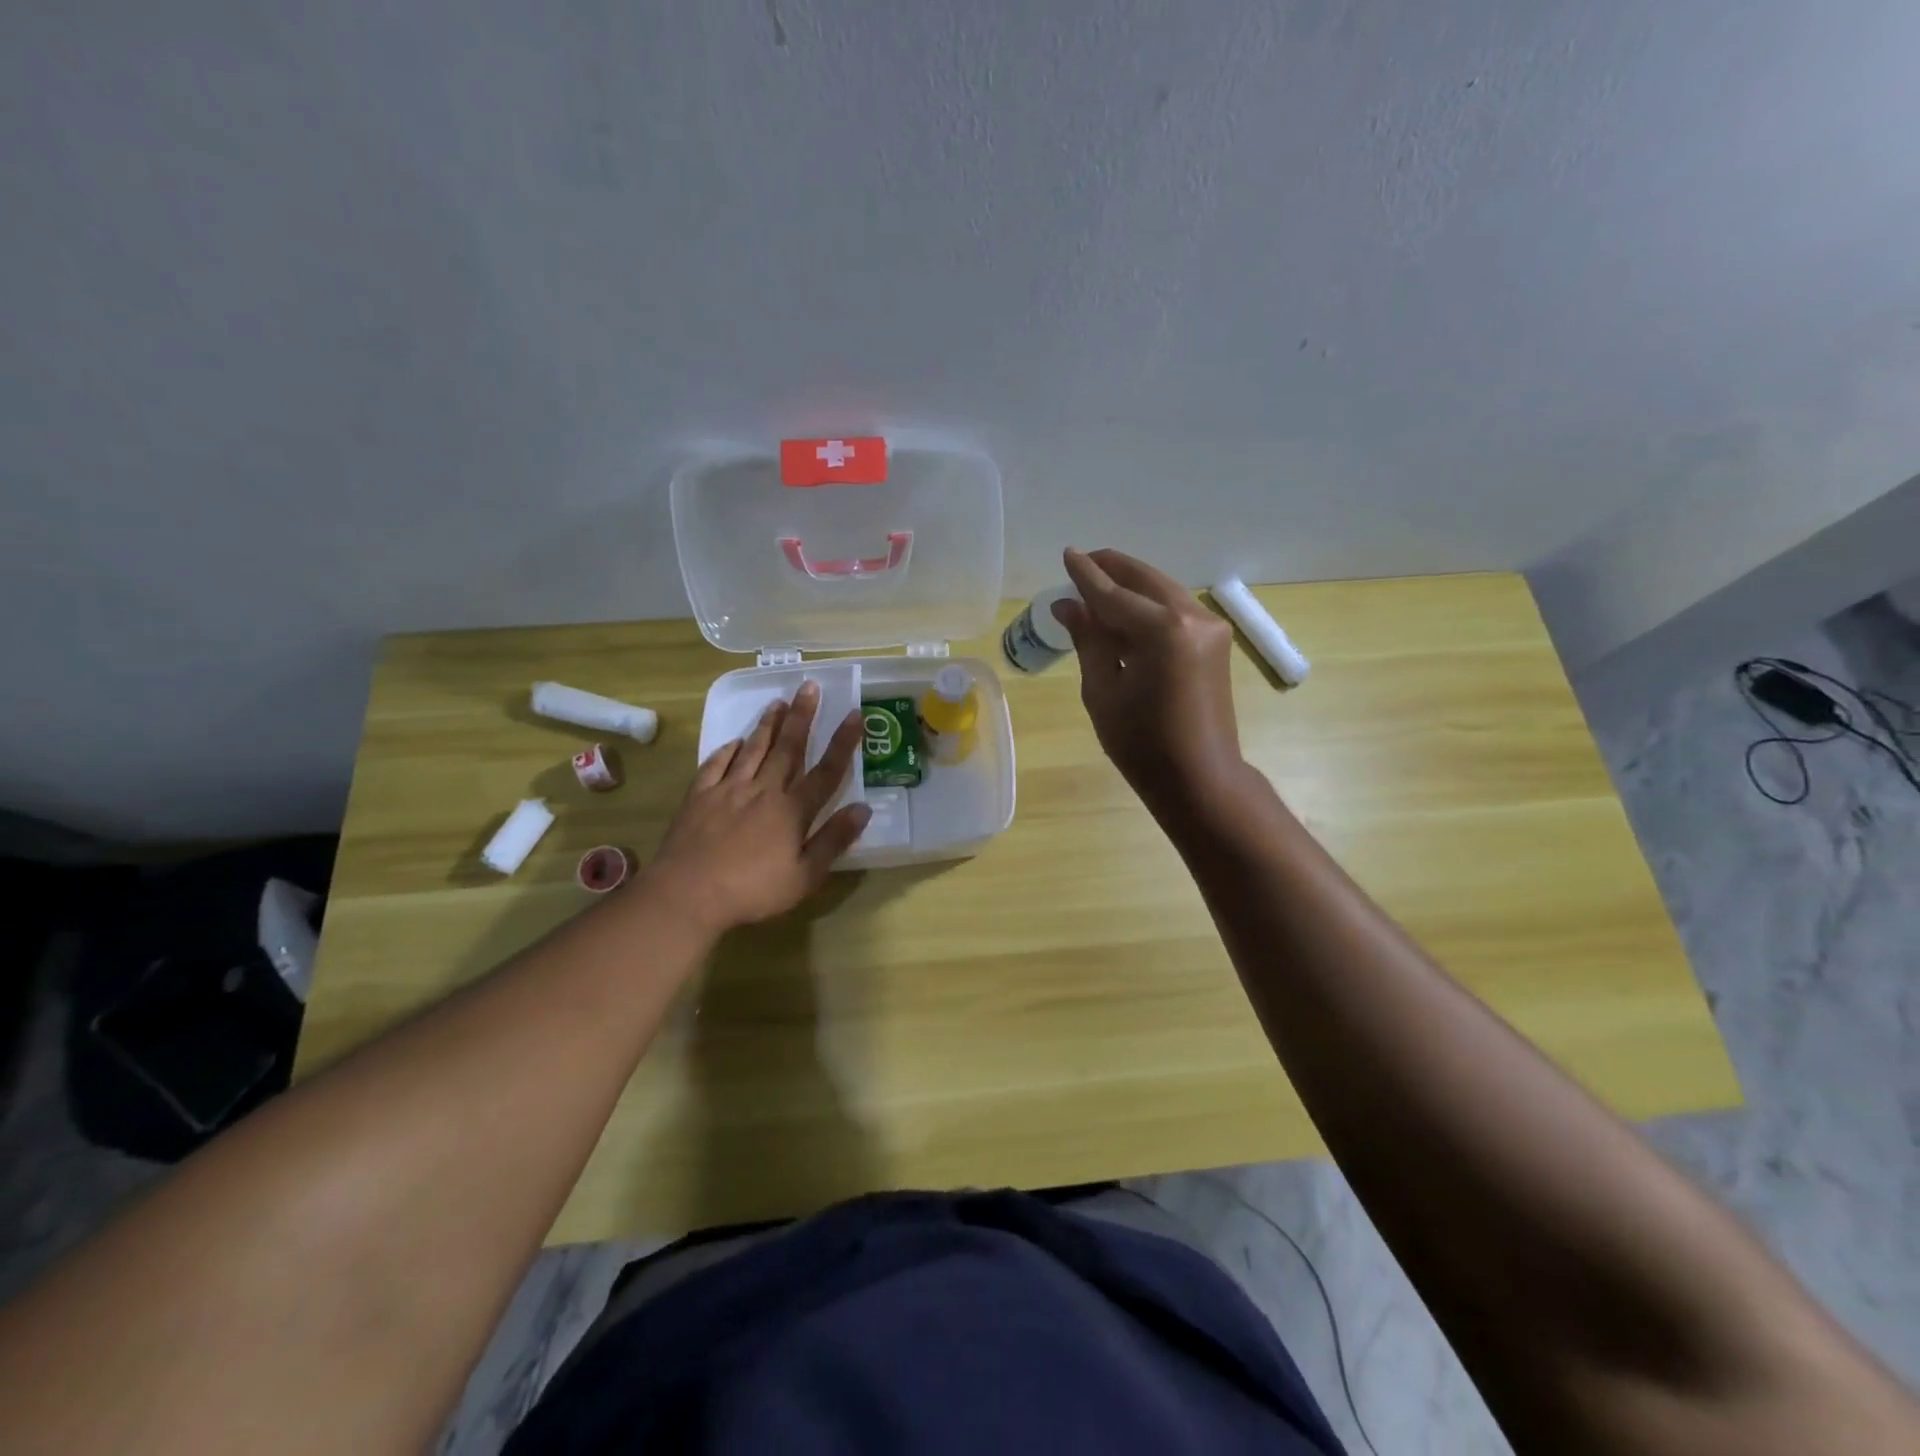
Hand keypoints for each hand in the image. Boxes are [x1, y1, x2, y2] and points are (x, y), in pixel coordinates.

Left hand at [646, 681, 870, 934]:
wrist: (688, 894)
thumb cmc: (753, 891)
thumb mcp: (805, 876)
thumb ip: (833, 840)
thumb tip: (864, 809)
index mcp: (793, 810)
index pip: (826, 771)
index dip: (843, 742)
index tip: (854, 713)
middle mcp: (764, 791)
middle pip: (788, 748)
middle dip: (802, 716)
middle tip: (809, 686)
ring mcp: (729, 790)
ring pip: (754, 749)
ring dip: (767, 724)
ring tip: (778, 701)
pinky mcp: (699, 796)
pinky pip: (716, 765)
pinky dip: (727, 750)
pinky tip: (735, 741)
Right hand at [1054, 547, 1244, 812]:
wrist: (1200, 778)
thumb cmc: (1142, 744)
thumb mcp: (1103, 691)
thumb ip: (1089, 639)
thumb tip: (1068, 604)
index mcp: (1162, 630)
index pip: (1113, 594)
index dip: (1086, 575)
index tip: (1067, 553)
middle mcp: (1192, 617)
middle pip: (1144, 580)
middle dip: (1112, 569)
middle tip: (1083, 562)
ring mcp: (1210, 627)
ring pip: (1163, 591)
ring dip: (1131, 585)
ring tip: (1099, 585)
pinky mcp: (1216, 641)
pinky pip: (1175, 609)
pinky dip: (1149, 604)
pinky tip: (1127, 611)